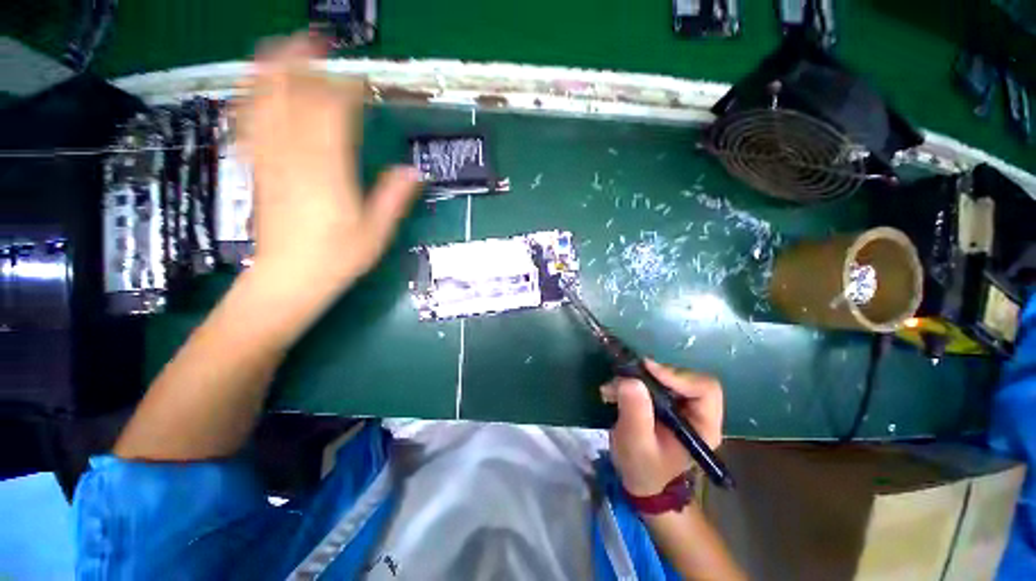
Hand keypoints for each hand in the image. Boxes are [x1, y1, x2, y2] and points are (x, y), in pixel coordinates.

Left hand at [237, 32, 420, 285]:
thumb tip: (415, 170)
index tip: (361, 82)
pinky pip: (248, 126)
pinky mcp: (256, 170)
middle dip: (303, 65)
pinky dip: (248, 100)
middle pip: (292, 99)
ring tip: (279, 49)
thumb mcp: (377, 232)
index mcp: (329, 173)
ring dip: (270, 72)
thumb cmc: (338, 258)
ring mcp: (269, 162)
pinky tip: (252, 88)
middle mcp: (294, 159)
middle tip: (315, 42)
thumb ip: (394, 198)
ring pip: (263, 106)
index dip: (345, 91)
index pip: (333, 116)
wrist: (290, 278)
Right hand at [603, 360, 724, 495]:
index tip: (648, 370)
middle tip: (623, 377)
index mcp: (703, 425)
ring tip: (611, 389)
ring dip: (634, 377)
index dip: (678, 376)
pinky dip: (628, 380)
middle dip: (650, 375)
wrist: (638, 477)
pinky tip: (612, 391)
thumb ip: (636, 413)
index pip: (705, 389)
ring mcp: (679, 403)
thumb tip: (630, 380)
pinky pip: (649, 379)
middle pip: (682, 376)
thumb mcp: (636, 443)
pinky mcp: (662, 398)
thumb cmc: (643, 467)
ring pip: (663, 375)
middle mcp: (696, 410)